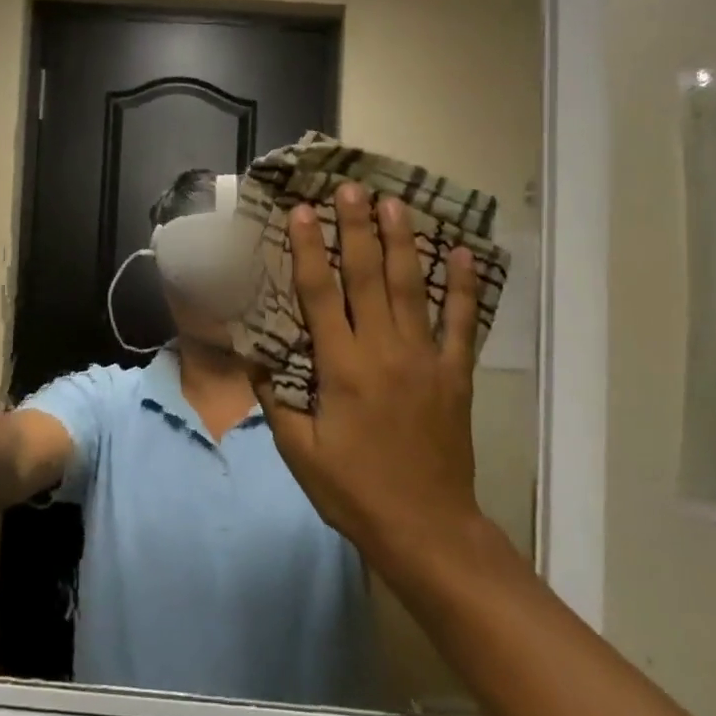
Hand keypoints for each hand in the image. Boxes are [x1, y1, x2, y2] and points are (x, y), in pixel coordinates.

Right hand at [249, 184, 487, 576]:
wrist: (426, 528)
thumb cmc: (353, 490)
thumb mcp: (299, 451)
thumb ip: (276, 398)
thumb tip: (253, 352)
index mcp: (342, 368)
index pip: (321, 295)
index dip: (310, 250)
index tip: (303, 212)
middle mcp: (384, 351)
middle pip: (369, 277)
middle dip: (357, 228)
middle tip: (351, 187)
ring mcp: (425, 359)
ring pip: (413, 288)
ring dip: (403, 242)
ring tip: (395, 202)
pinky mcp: (454, 374)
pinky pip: (462, 323)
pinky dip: (463, 287)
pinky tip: (462, 253)